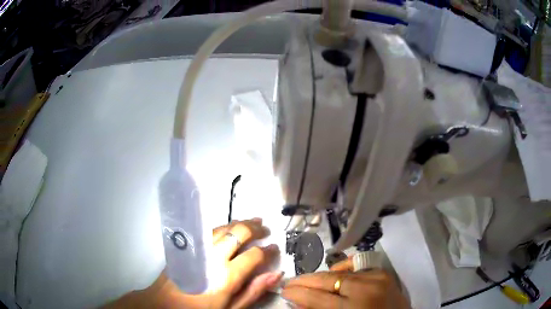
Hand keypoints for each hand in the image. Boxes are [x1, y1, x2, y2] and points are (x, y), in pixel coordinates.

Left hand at [104, 218, 281, 308]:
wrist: (164, 304)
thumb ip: (253, 292)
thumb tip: (275, 274)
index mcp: (226, 276)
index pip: (254, 255)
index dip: (267, 250)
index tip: (274, 248)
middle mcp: (213, 257)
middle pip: (238, 233)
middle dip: (255, 228)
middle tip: (265, 228)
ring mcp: (198, 249)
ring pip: (222, 228)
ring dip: (239, 223)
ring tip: (253, 221)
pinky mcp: (186, 246)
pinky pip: (208, 231)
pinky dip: (223, 227)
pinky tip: (228, 228)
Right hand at [281, 258, 408, 308]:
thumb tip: (299, 303)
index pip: (317, 297)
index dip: (297, 294)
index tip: (284, 291)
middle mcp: (366, 289)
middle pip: (327, 280)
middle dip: (305, 281)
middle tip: (290, 283)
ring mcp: (377, 278)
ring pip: (340, 271)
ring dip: (321, 277)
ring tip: (309, 282)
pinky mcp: (383, 273)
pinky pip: (356, 267)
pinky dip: (342, 270)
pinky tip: (335, 275)